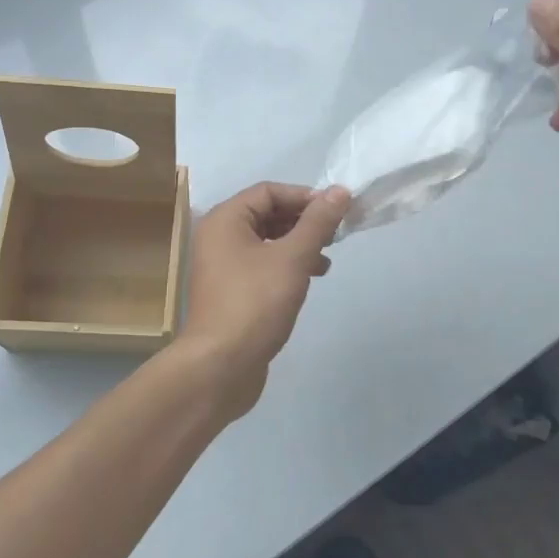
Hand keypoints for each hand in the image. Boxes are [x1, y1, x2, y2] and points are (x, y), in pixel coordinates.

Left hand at [169, 181, 350, 420]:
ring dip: (298, 245)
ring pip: (266, 241)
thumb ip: (317, 223)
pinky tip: (309, 280)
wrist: (220, 366)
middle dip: (302, 221)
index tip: (336, 211)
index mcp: (225, 220)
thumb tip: (339, 191)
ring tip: (326, 259)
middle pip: (266, 214)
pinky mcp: (231, 291)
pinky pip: (261, 265)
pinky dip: (286, 266)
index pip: (268, 191)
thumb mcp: (292, 258)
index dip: (304, 197)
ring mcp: (222, 266)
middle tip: (335, 234)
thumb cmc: (255, 303)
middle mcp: (218, 237)